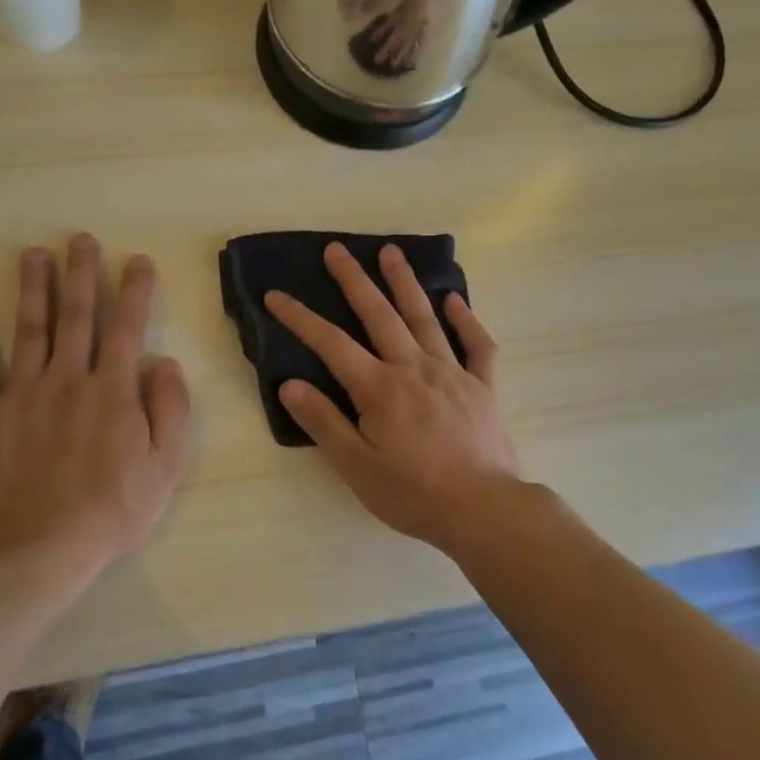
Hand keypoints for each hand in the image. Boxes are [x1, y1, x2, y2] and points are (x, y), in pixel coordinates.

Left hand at [0, 234, 191, 567]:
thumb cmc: (111, 510)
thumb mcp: (164, 466)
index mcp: (113, 391)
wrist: (37, 549)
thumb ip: (170, 409)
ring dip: (32, 289)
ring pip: (29, 330)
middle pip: (76, 316)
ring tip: (32, 254)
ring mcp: (22, 394)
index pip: (126, 327)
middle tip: (79, 239)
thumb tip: (163, 363)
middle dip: (80, 273)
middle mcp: (68, 379)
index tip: (136, 260)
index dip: (133, 290)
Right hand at [264, 242, 520, 553]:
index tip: (276, 295)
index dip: (300, 318)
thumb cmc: (412, 493)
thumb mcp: (356, 466)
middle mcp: (414, 368)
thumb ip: (323, 422)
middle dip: (354, 280)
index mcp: (379, 388)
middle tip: (337, 249)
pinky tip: (455, 300)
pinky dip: (466, 320)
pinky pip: (476, 345)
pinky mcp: (483, 386)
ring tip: (391, 252)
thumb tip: (290, 383)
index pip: (331, 344)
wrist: (482, 509)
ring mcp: (452, 373)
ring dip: (405, 284)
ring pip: (424, 318)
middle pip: (379, 315)